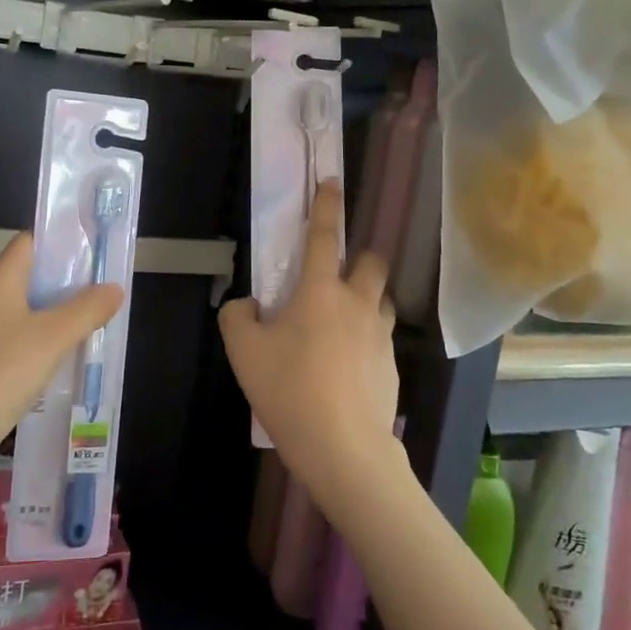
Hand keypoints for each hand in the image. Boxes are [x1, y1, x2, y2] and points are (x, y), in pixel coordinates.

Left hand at [0, 233, 123, 480]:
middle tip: (108, 292)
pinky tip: (68, 358)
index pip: (32, 241)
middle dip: (70, 282)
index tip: (99, 252)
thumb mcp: (53, 337)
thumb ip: (87, 309)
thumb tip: (114, 287)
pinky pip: (20, 339)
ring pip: (29, 311)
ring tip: (98, 323)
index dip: (64, 242)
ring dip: (60, 315)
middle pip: (33, 276)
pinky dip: (45, 342)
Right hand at [219, 182, 403, 507]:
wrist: (343, 447)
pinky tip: (346, 368)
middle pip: (372, 262)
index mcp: (320, 291)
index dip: (326, 206)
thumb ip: (237, 317)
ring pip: (382, 300)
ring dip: (366, 299)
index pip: (325, 237)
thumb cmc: (288, 390)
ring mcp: (381, 335)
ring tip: (341, 324)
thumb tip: (248, 306)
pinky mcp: (393, 366)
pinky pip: (381, 339)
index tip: (332, 182)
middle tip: (338, 275)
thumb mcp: (244, 352)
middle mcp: (358, 304)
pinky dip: (366, 340)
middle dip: (360, 257)